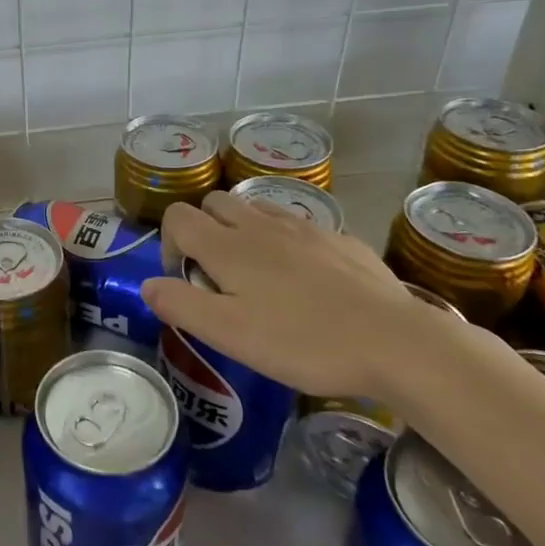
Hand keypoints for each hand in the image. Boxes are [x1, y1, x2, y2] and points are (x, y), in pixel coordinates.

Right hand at [140, 191, 469, 399]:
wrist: (395, 342)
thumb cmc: (303, 341)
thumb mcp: (229, 334)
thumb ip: (181, 305)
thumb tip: (149, 284)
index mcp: (228, 246)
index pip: (178, 216)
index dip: (169, 242)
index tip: (185, 279)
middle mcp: (261, 225)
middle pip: (215, 203)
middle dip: (204, 229)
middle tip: (218, 275)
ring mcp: (305, 228)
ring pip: (257, 209)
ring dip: (243, 230)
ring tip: (259, 275)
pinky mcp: (341, 240)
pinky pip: (298, 226)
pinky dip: (285, 241)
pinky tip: (306, 280)